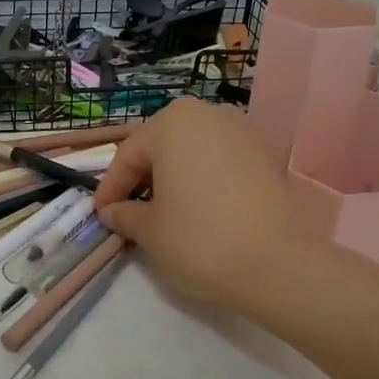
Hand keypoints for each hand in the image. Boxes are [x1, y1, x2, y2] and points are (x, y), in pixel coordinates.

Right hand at [93, 99, 326, 312]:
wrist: (277, 264)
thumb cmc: (199, 238)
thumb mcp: (149, 230)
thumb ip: (124, 214)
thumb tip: (112, 211)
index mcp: (172, 122)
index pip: (128, 155)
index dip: (110, 188)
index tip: (100, 216)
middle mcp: (207, 114)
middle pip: (160, 146)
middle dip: (141, 178)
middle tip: (127, 211)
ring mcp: (241, 132)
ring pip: (190, 152)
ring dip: (171, 178)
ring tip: (161, 212)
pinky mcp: (264, 156)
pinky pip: (217, 162)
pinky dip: (200, 181)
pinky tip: (195, 210)